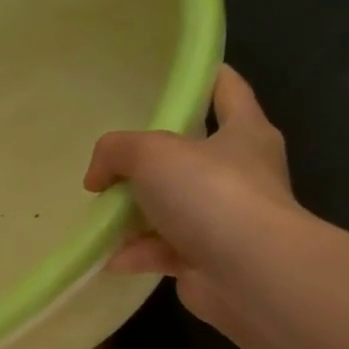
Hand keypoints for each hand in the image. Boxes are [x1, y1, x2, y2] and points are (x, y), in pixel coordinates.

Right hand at [83, 66, 299, 323]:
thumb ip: (116, 150)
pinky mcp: (210, 259)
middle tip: (117, 156)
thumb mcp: (152, 153)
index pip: (228, 90)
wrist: (251, 274)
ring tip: (101, 211)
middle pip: (193, 154)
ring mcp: (227, 220)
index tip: (174, 74)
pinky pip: (165, 249)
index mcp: (244, 133)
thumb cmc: (212, 194)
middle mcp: (242, 174)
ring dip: (138, 212)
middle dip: (153, 158)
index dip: (204, 77)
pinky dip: (138, 252)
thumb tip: (97, 177)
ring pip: (174, 206)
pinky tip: (109, 255)